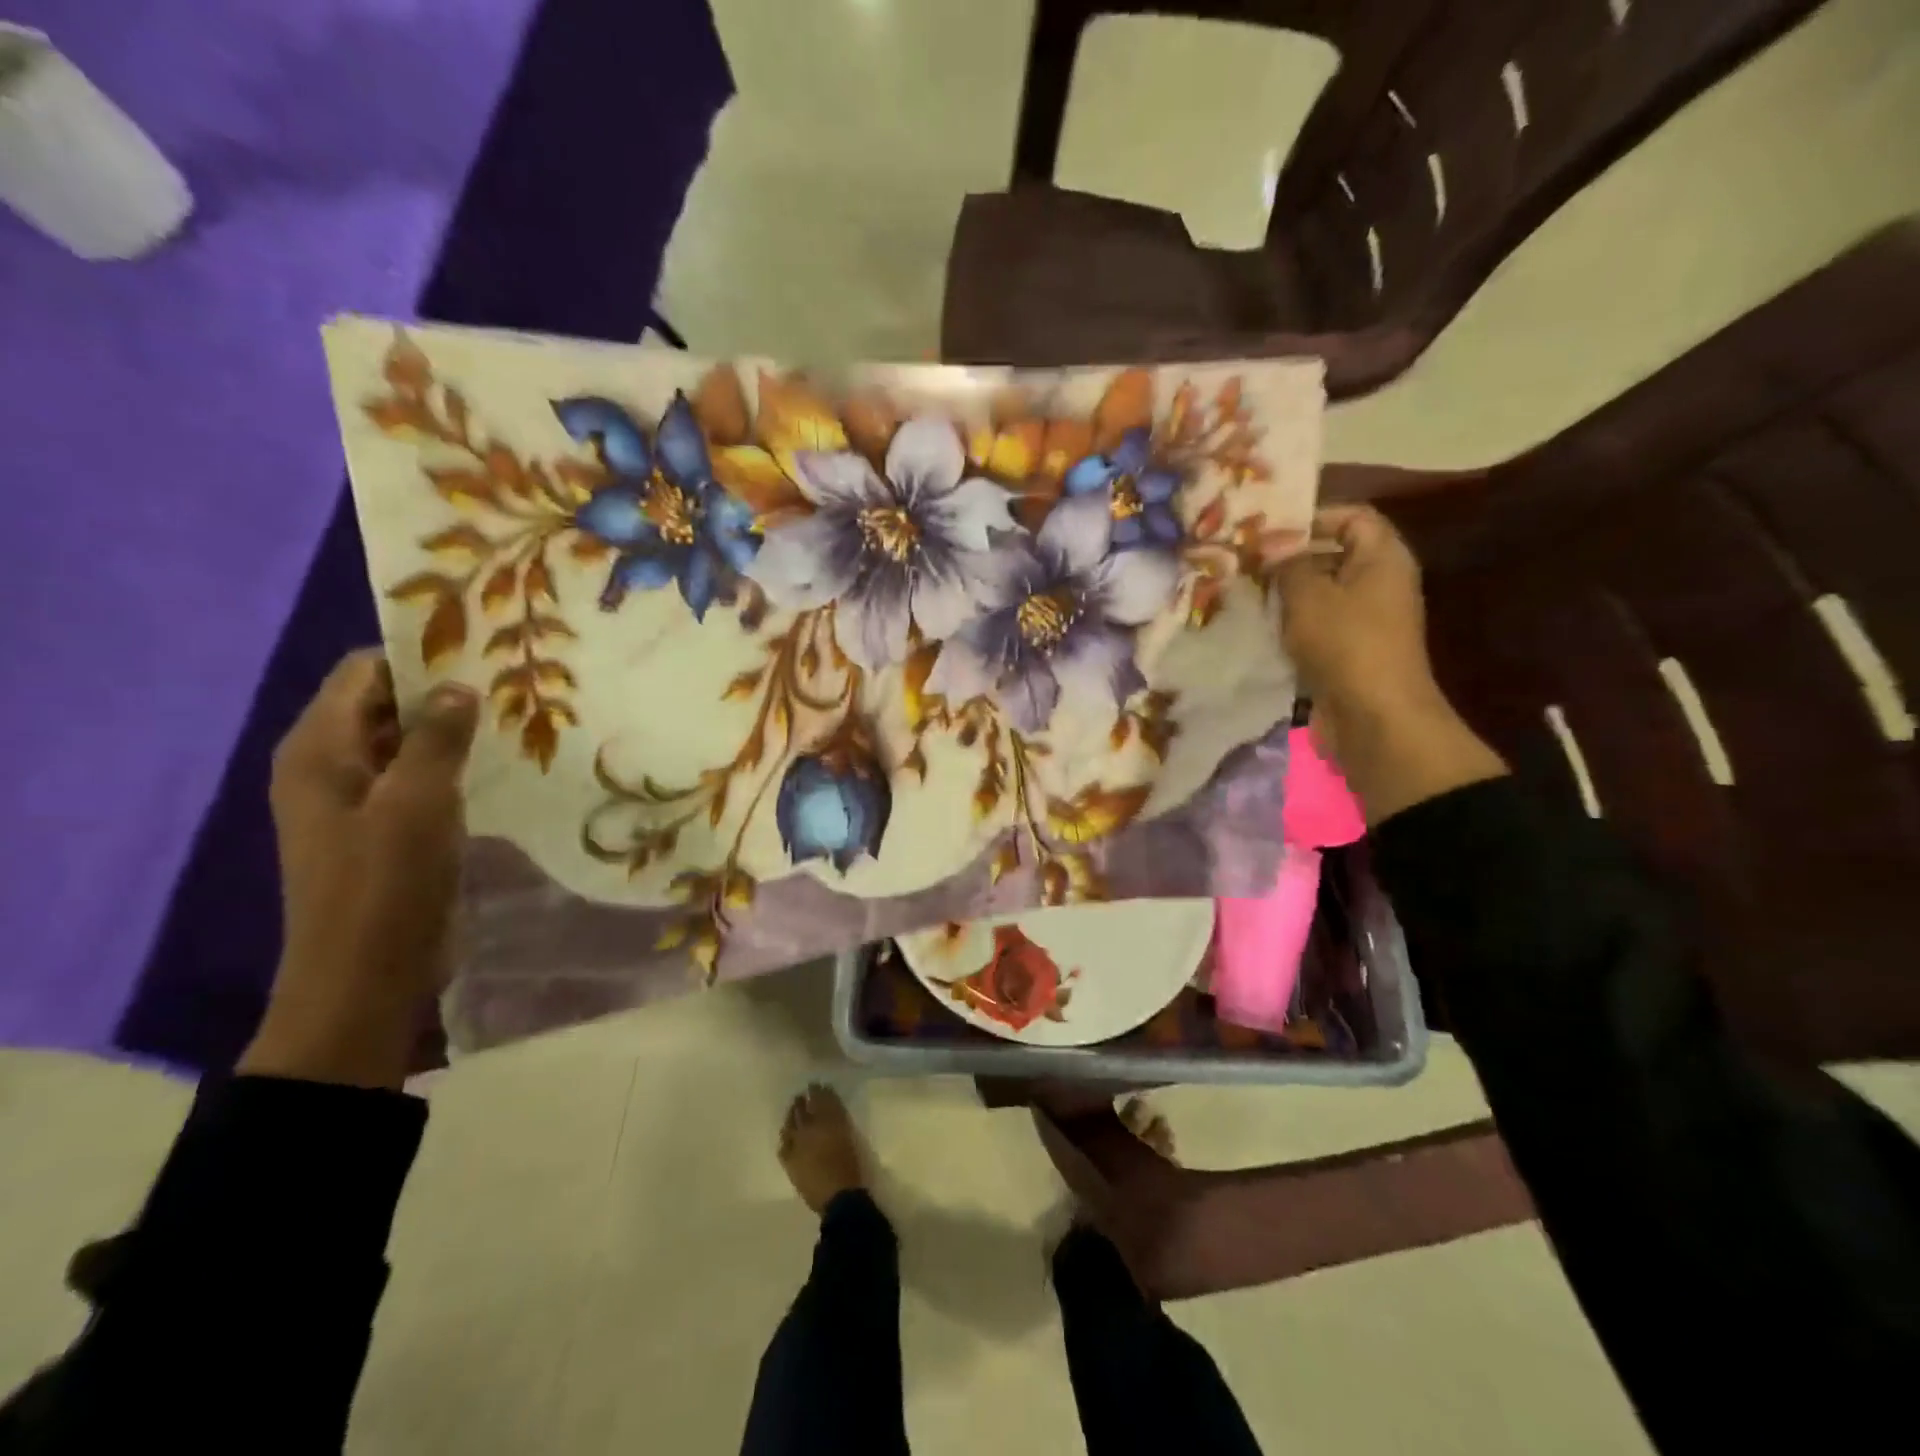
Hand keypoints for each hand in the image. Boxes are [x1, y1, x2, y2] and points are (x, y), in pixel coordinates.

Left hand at [239, 650, 478, 1088]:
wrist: (365, 979)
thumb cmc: (386, 886)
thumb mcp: (418, 803)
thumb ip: (437, 737)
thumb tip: (458, 686)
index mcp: (319, 750)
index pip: (364, 673)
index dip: (419, 657)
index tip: (484, 653)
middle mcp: (329, 766)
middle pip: (385, 705)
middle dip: (443, 693)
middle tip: (512, 686)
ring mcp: (356, 802)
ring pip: (406, 744)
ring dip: (453, 732)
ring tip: (516, 720)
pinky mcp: (383, 831)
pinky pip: (417, 780)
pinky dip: (453, 767)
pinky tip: (499, 769)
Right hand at [1274, 506, 1503, 822]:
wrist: (1372, 717)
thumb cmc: (1345, 643)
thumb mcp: (1308, 595)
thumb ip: (1287, 564)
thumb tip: (1271, 545)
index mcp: (1382, 558)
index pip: (1353, 516)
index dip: (1313, 516)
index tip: (1268, 530)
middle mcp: (1379, 583)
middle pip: (1334, 554)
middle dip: (1290, 556)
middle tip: (1245, 560)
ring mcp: (1365, 620)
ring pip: (1321, 592)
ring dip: (1285, 592)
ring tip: (1244, 591)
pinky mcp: (1348, 651)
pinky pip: (1317, 625)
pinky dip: (1290, 623)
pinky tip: (1258, 626)